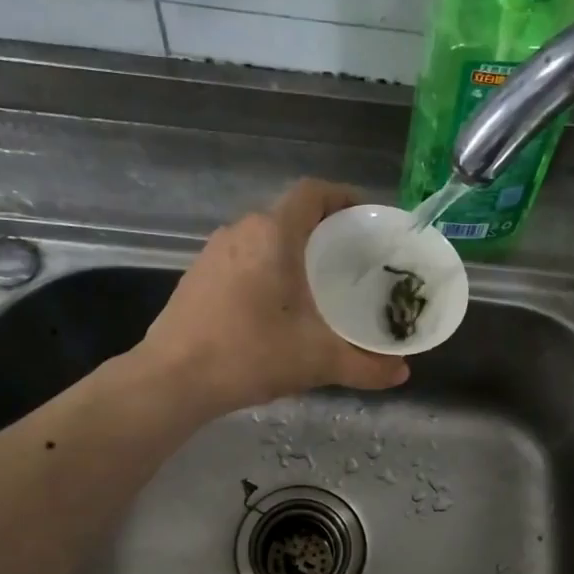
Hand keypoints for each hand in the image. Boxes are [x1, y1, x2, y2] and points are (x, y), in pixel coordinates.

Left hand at [142, 179, 409, 414]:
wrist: (171, 380)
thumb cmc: (249, 355)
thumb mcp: (316, 361)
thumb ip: (365, 366)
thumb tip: (402, 373)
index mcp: (272, 234)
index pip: (313, 192)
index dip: (344, 197)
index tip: (367, 220)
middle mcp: (241, 231)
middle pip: (291, 216)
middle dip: (324, 232)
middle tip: (353, 262)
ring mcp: (214, 253)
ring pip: (265, 239)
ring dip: (294, 253)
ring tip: (320, 286)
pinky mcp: (198, 276)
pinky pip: (244, 259)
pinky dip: (269, 270)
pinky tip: (279, 308)